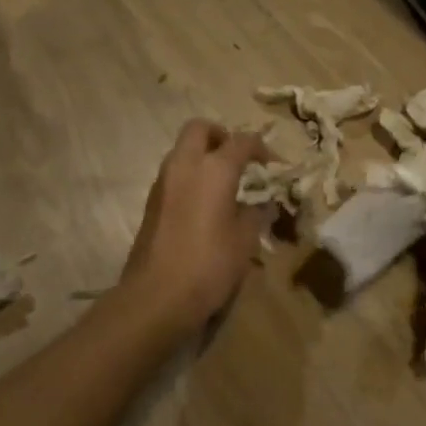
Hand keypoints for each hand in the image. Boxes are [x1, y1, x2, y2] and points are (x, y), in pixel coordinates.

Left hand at [120, 119, 270, 330]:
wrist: (156, 297)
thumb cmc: (209, 265)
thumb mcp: (245, 241)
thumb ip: (256, 214)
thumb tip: (263, 204)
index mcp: (214, 169)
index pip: (241, 141)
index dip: (261, 148)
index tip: (274, 165)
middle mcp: (185, 166)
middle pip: (200, 129)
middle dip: (221, 135)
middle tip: (239, 158)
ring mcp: (163, 183)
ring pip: (182, 150)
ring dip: (203, 156)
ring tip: (224, 182)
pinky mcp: (151, 203)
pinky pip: (174, 174)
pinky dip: (191, 176)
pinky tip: (205, 203)